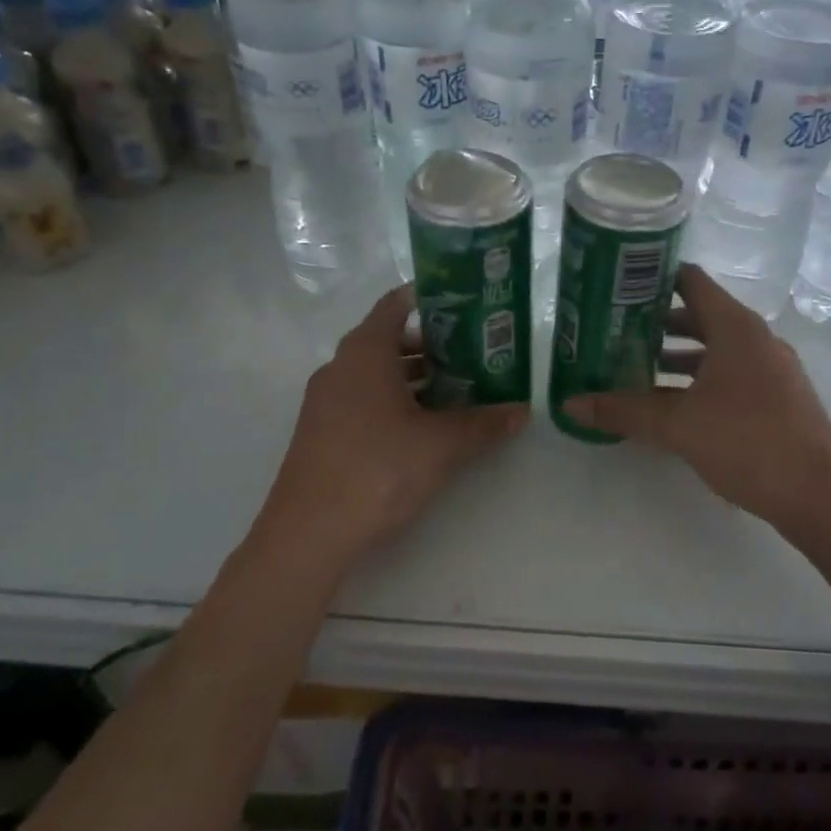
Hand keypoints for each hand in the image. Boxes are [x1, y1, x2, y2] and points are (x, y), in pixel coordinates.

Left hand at [256, 286, 527, 562]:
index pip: (395, 304)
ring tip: (458, 391)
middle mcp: (341, 367)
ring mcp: (327, 400)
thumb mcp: (440, 445)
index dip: (429, 299)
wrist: (309, 532)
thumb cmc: (378, 470)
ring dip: (415, 377)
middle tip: (474, 355)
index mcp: (366, 353)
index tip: (464, 305)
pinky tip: (423, 426)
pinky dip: (394, 400)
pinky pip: (363, 398)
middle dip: (432, 345)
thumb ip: (483, 424)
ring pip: (376, 373)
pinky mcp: (322, 430)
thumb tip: (521, 411)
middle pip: (389, 339)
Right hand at [562, 266, 830, 524]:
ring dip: (676, 355)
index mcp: (736, 328)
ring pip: (714, 349)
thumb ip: (624, 411)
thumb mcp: (677, 425)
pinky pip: (729, 374)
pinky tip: (671, 403)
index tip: (616, 285)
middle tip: (613, 330)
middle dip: (655, 322)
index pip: (690, 281)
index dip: (653, 278)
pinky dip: (698, 378)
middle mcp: (755, 339)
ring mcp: (770, 369)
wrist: (820, 494)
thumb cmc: (748, 442)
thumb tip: (570, 404)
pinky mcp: (776, 398)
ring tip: (633, 367)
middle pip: (699, 315)